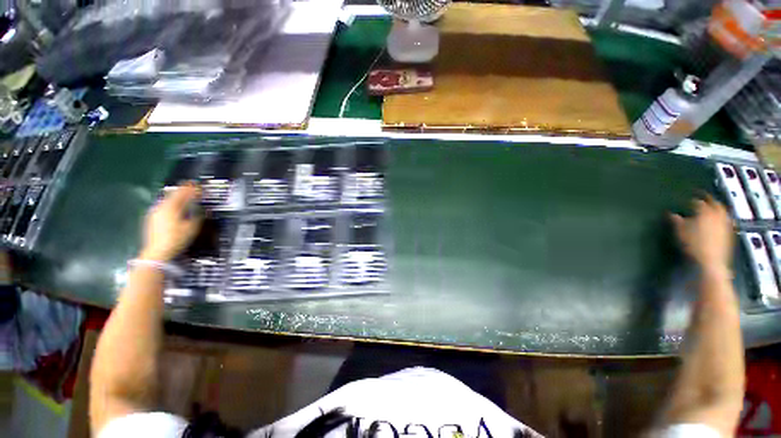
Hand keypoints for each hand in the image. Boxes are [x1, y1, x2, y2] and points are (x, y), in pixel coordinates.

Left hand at [139, 183, 201, 262]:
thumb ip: (197, 216)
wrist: (156, 252)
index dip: (191, 188)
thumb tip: (202, 209)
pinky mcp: (151, 218)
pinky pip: (163, 206)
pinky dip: (171, 204)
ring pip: (167, 200)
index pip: (182, 193)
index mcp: (171, 207)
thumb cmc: (176, 239)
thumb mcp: (192, 228)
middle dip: (183, 191)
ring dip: (177, 197)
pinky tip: (175, 207)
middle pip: (173, 195)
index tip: (198, 185)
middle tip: (192, 187)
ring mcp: (154, 212)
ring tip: (184, 197)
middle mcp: (161, 207)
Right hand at [671, 196, 733, 273]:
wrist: (711, 261)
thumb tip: (671, 214)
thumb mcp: (680, 231)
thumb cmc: (693, 244)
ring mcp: (726, 223)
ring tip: (712, 209)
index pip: (698, 201)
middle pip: (715, 203)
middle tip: (703, 199)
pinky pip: (727, 220)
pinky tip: (718, 222)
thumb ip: (676, 220)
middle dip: (709, 200)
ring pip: (723, 211)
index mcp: (704, 211)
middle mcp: (717, 214)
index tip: (687, 201)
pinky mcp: (730, 233)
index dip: (692, 200)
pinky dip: (722, 218)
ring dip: (717, 208)